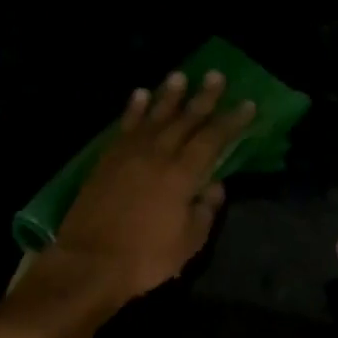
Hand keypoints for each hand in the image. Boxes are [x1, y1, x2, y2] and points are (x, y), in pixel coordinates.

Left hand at [46, 69, 254, 306]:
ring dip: (168, 95)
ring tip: (180, 76)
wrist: (90, 262)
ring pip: (153, 116)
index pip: (212, 140)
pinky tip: (140, 95)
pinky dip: (134, 109)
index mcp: (182, 175)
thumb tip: (215, 186)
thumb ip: (205, 211)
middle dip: (203, 98)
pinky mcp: (106, 160)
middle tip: (216, 76)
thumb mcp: (188, 243)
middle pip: (185, 120)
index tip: (246, 104)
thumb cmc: (145, 258)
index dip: (231, 122)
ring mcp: (128, 154)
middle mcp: (157, 155)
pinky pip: (124, 126)